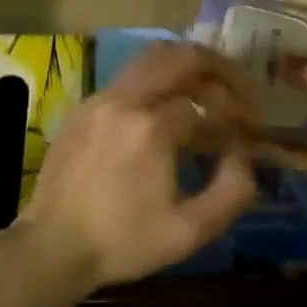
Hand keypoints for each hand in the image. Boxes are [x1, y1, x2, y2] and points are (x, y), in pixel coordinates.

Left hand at [16, 42, 261, 289]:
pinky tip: (167, 108)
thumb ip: (231, 191)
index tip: (255, 131)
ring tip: (208, 90)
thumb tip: (244, 153)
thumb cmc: (123, 243)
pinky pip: (129, 77)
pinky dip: (158, 81)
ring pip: (153, 57)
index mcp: (152, 128)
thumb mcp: (188, 232)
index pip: (211, 102)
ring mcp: (100, 98)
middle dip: (220, 69)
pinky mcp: (84, 106)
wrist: (52, 249)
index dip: (240, 113)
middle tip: (240, 91)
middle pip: (183, 57)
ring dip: (188, 67)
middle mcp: (126, 100)